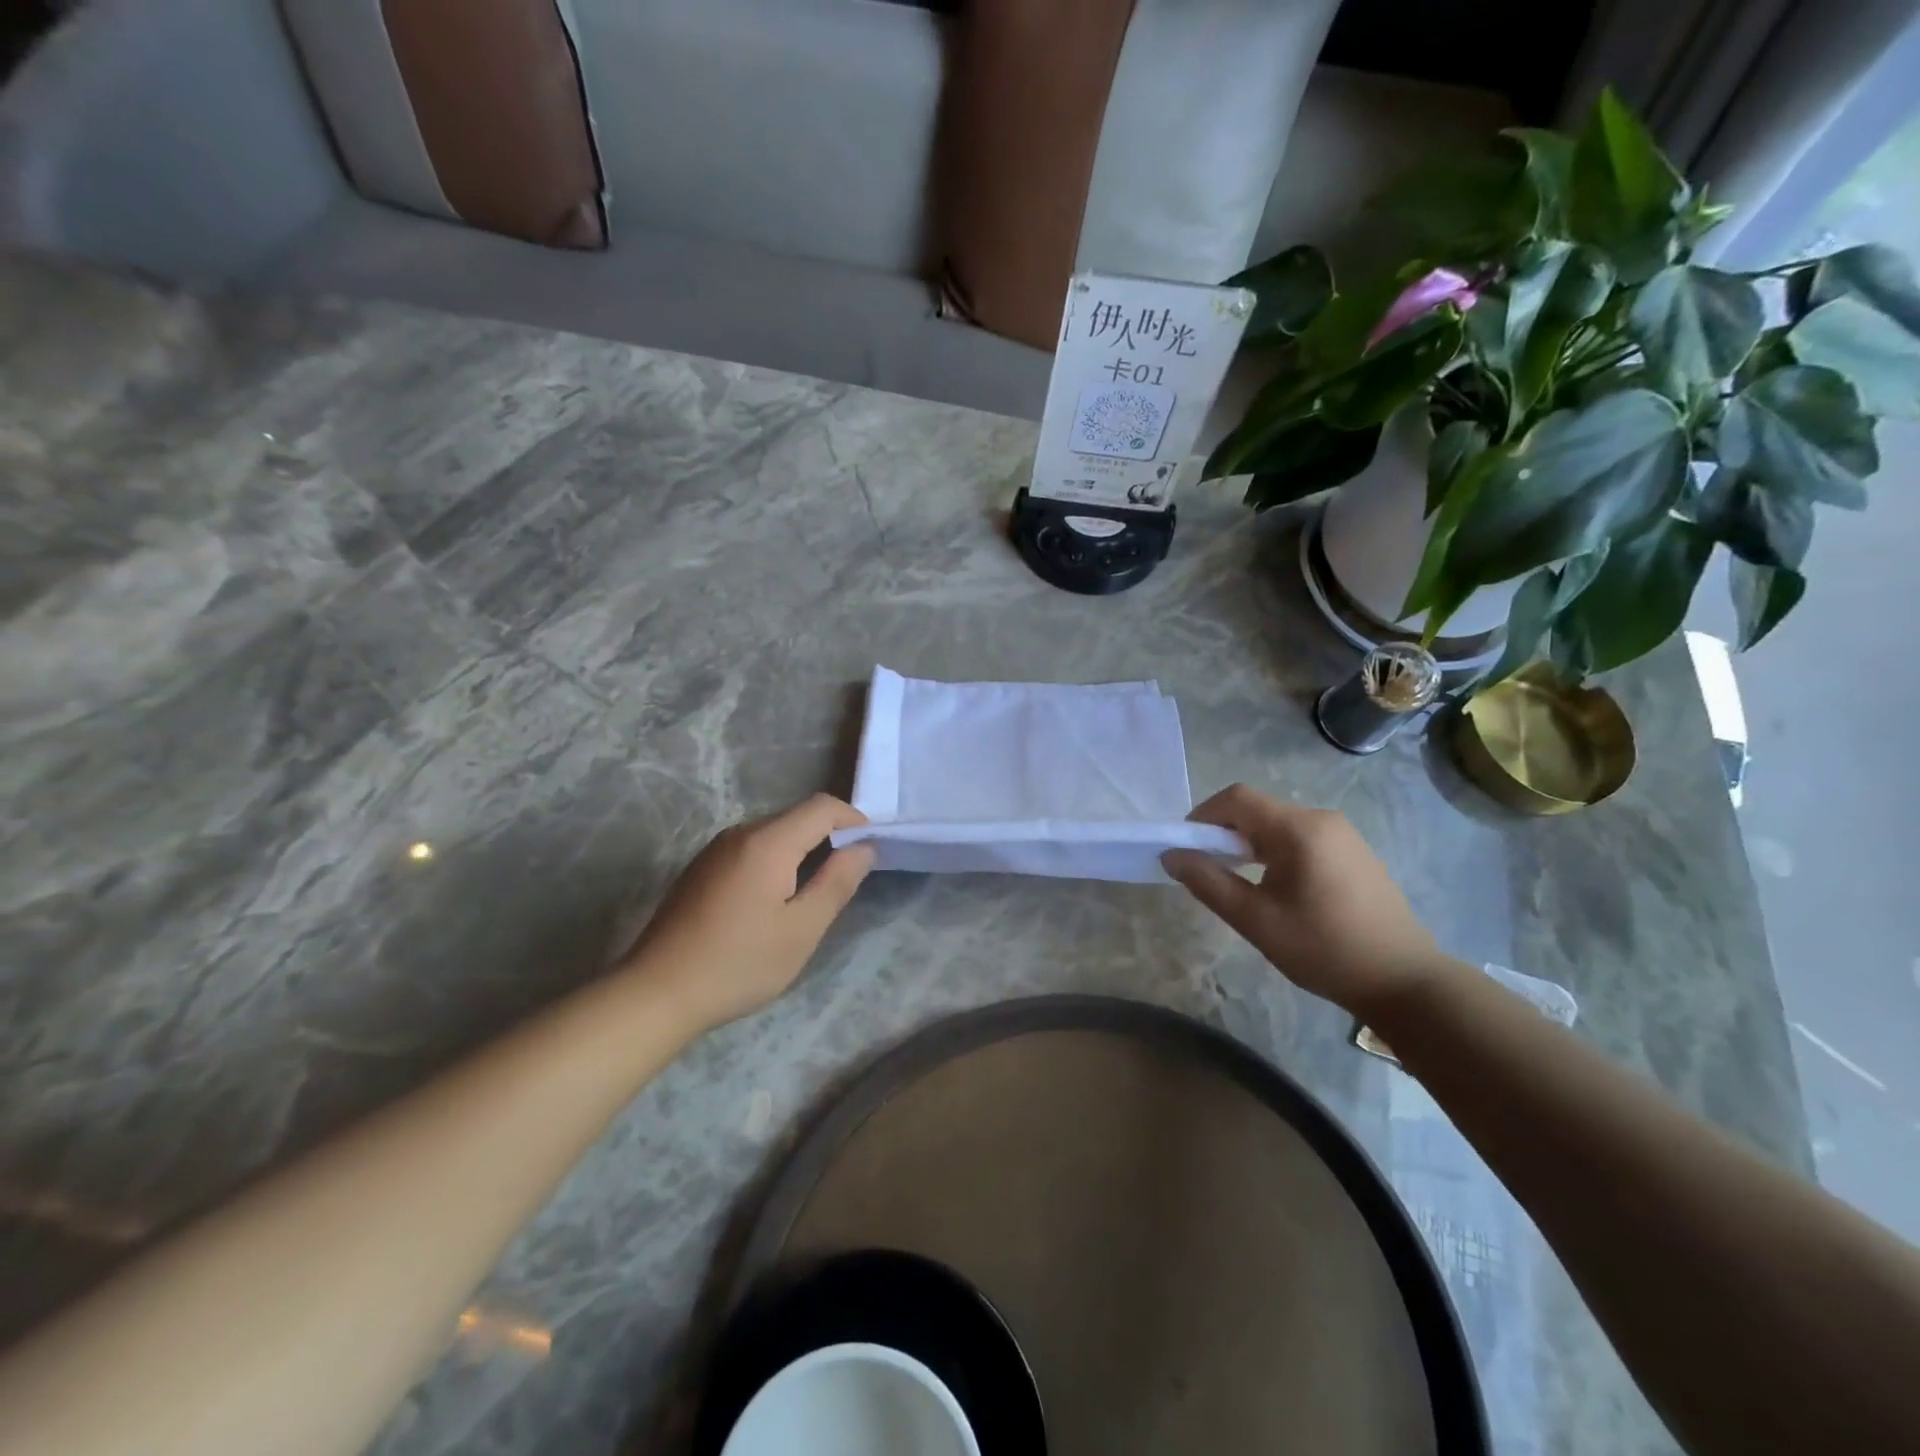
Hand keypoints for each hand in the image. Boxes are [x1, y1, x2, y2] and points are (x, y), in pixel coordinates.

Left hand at [625, 795, 874, 1032]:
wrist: (656, 993)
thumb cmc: (738, 964)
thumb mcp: (801, 930)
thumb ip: (837, 882)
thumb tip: (864, 848)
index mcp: (767, 842)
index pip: (822, 807)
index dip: (854, 820)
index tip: (872, 850)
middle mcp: (740, 833)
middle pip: (797, 817)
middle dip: (830, 836)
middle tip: (849, 875)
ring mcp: (716, 849)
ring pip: (774, 833)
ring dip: (803, 849)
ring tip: (816, 891)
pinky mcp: (702, 868)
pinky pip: (752, 849)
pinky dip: (777, 860)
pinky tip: (776, 900)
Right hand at [1162, 784, 1447, 1015]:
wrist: (1404, 981)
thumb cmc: (1323, 949)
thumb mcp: (1256, 920)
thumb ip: (1208, 882)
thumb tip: (1171, 856)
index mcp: (1299, 829)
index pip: (1236, 798)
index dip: (1202, 816)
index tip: (1187, 848)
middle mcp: (1322, 818)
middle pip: (1257, 808)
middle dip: (1224, 832)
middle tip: (1209, 871)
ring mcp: (1343, 833)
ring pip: (1278, 823)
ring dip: (1249, 842)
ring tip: (1241, 882)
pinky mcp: (1354, 851)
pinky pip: (1301, 836)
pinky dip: (1275, 850)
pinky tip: (1277, 887)